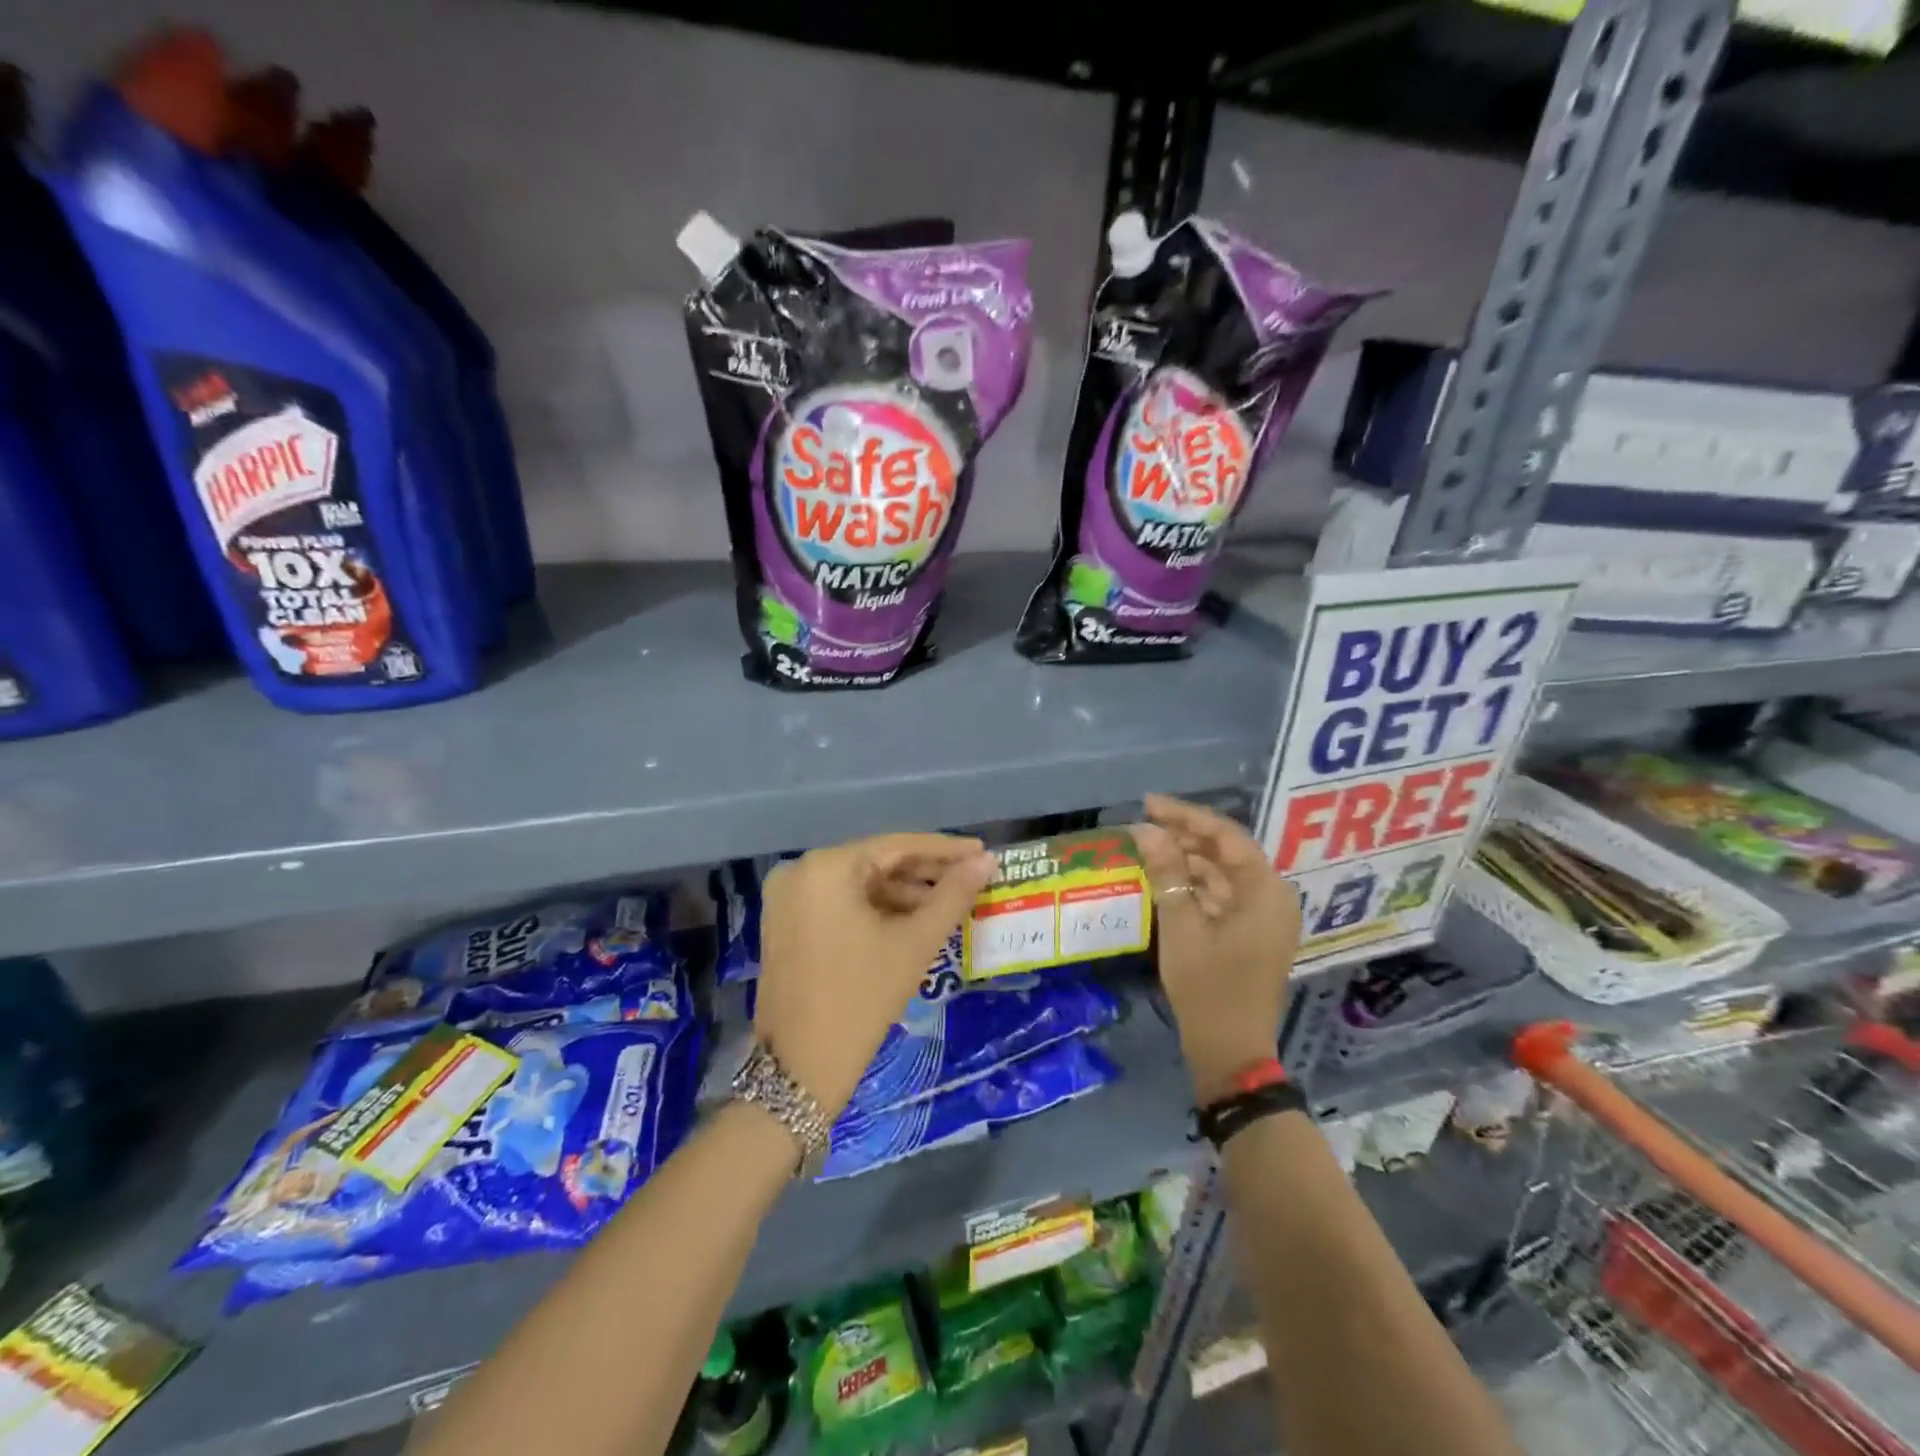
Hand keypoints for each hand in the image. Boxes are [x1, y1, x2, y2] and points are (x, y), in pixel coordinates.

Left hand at [754, 833, 998, 1117]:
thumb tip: (987, 861)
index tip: (982, 850)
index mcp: (825, 867)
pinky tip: (913, 921)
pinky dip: (876, 910)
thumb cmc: (862, 999)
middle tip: (972, 878)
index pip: (896, 846)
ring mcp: (788, 899)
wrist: (800, 1071)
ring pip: (859, 885)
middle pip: (876, 863)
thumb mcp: (914, 943)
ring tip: (950, 903)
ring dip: (903, 894)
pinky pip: (840, 903)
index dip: (944, 849)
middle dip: (925, 874)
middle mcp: (800, 871)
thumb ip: (953, 895)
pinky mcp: (786, 923)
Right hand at [1134, 794, 1301, 1104]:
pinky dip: (1193, 885)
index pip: (1226, 836)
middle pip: (1226, 852)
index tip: (1149, 803)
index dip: (1186, 816)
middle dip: (1184, 836)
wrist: (1230, 1052)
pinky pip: (1221, 895)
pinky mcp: (1250, 934)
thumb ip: (1166, 873)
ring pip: (1221, 873)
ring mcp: (1263, 917)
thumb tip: (1145, 830)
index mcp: (1266, 891)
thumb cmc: (1208, 988)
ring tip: (1147, 847)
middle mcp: (1272, 897)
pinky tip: (1163, 878)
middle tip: (1142, 824)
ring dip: (1186, 860)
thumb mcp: (1181, 926)